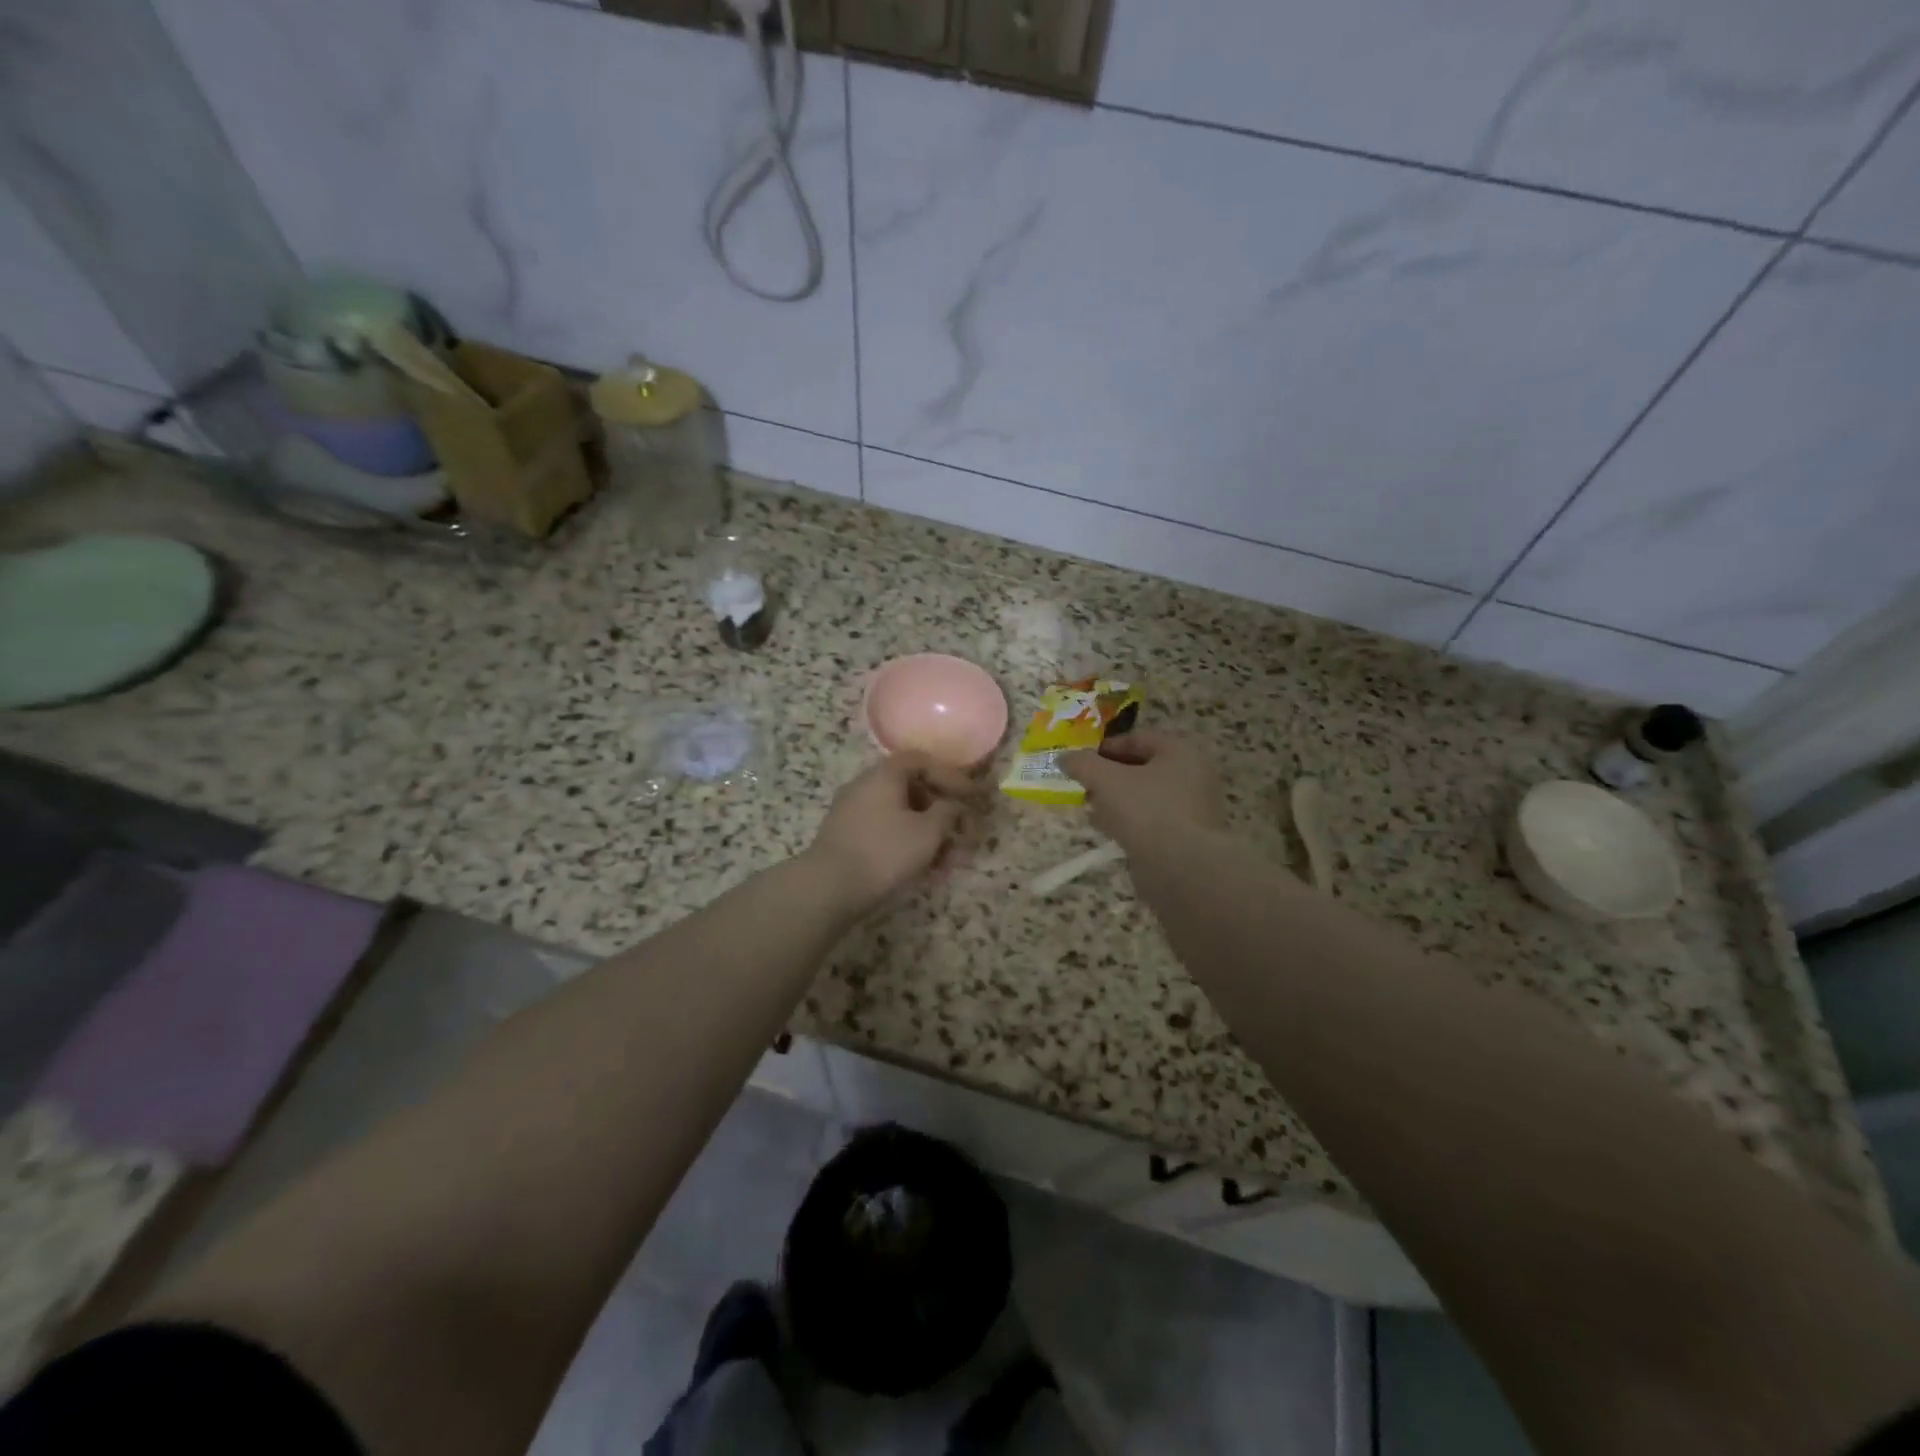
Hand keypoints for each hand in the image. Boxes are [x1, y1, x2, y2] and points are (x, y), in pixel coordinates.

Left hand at [805, 751, 977, 916]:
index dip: (951, 776)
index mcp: (884, 775)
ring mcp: (854, 814)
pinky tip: (925, 874)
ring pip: (902, 818)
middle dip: (943, 814)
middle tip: (963, 835)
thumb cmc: (884, 851)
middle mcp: (866, 787)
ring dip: (929, 837)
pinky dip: (909, 847)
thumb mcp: (928, 831)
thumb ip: (948, 812)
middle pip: (913, 791)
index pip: (922, 761)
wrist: (828, 888)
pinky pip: (887, 834)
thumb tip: (953, 806)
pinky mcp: (848, 840)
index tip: (972, 797)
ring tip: (948, 864)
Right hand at [1062, 731, 1226, 851]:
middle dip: (1108, 776)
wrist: (1181, 868)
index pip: (1137, 738)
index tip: (1079, 761)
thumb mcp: (1106, 780)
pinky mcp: (1186, 836)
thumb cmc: (1146, 810)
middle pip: (1141, 767)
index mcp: (1180, 751)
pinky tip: (1108, 830)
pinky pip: (1151, 820)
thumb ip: (1083, 764)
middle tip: (1083, 786)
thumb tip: (1064, 757)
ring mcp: (1192, 808)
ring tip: (1091, 809)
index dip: (1104, 747)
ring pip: (1145, 796)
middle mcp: (1192, 775)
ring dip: (1116, 800)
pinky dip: (1129, 821)